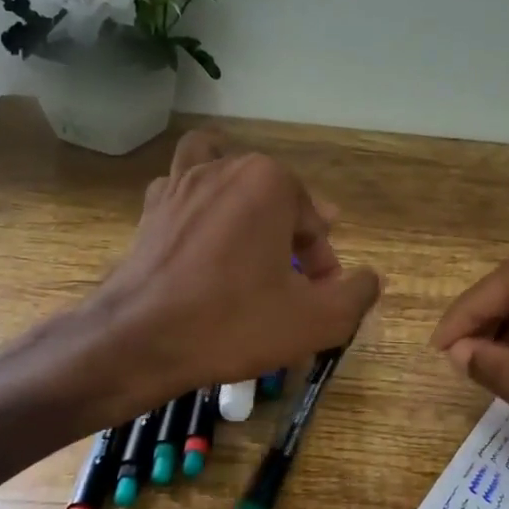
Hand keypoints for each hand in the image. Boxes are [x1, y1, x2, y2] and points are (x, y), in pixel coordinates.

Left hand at [81, 130, 380, 412]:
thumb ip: (357, 294)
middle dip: (292, 233)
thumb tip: (369, 278)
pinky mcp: (152, 207)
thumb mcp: (316, 320)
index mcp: (271, 183)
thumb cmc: (233, 324)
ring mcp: (182, 182)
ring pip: (226, 173)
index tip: (317, 299)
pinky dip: (201, 201)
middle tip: (294, 279)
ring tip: (252, 230)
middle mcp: (227, 167)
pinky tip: (205, 236)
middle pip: (277, 196)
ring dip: (246, 197)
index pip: (315, 222)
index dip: (323, 264)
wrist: (139, 341)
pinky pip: (185, 187)